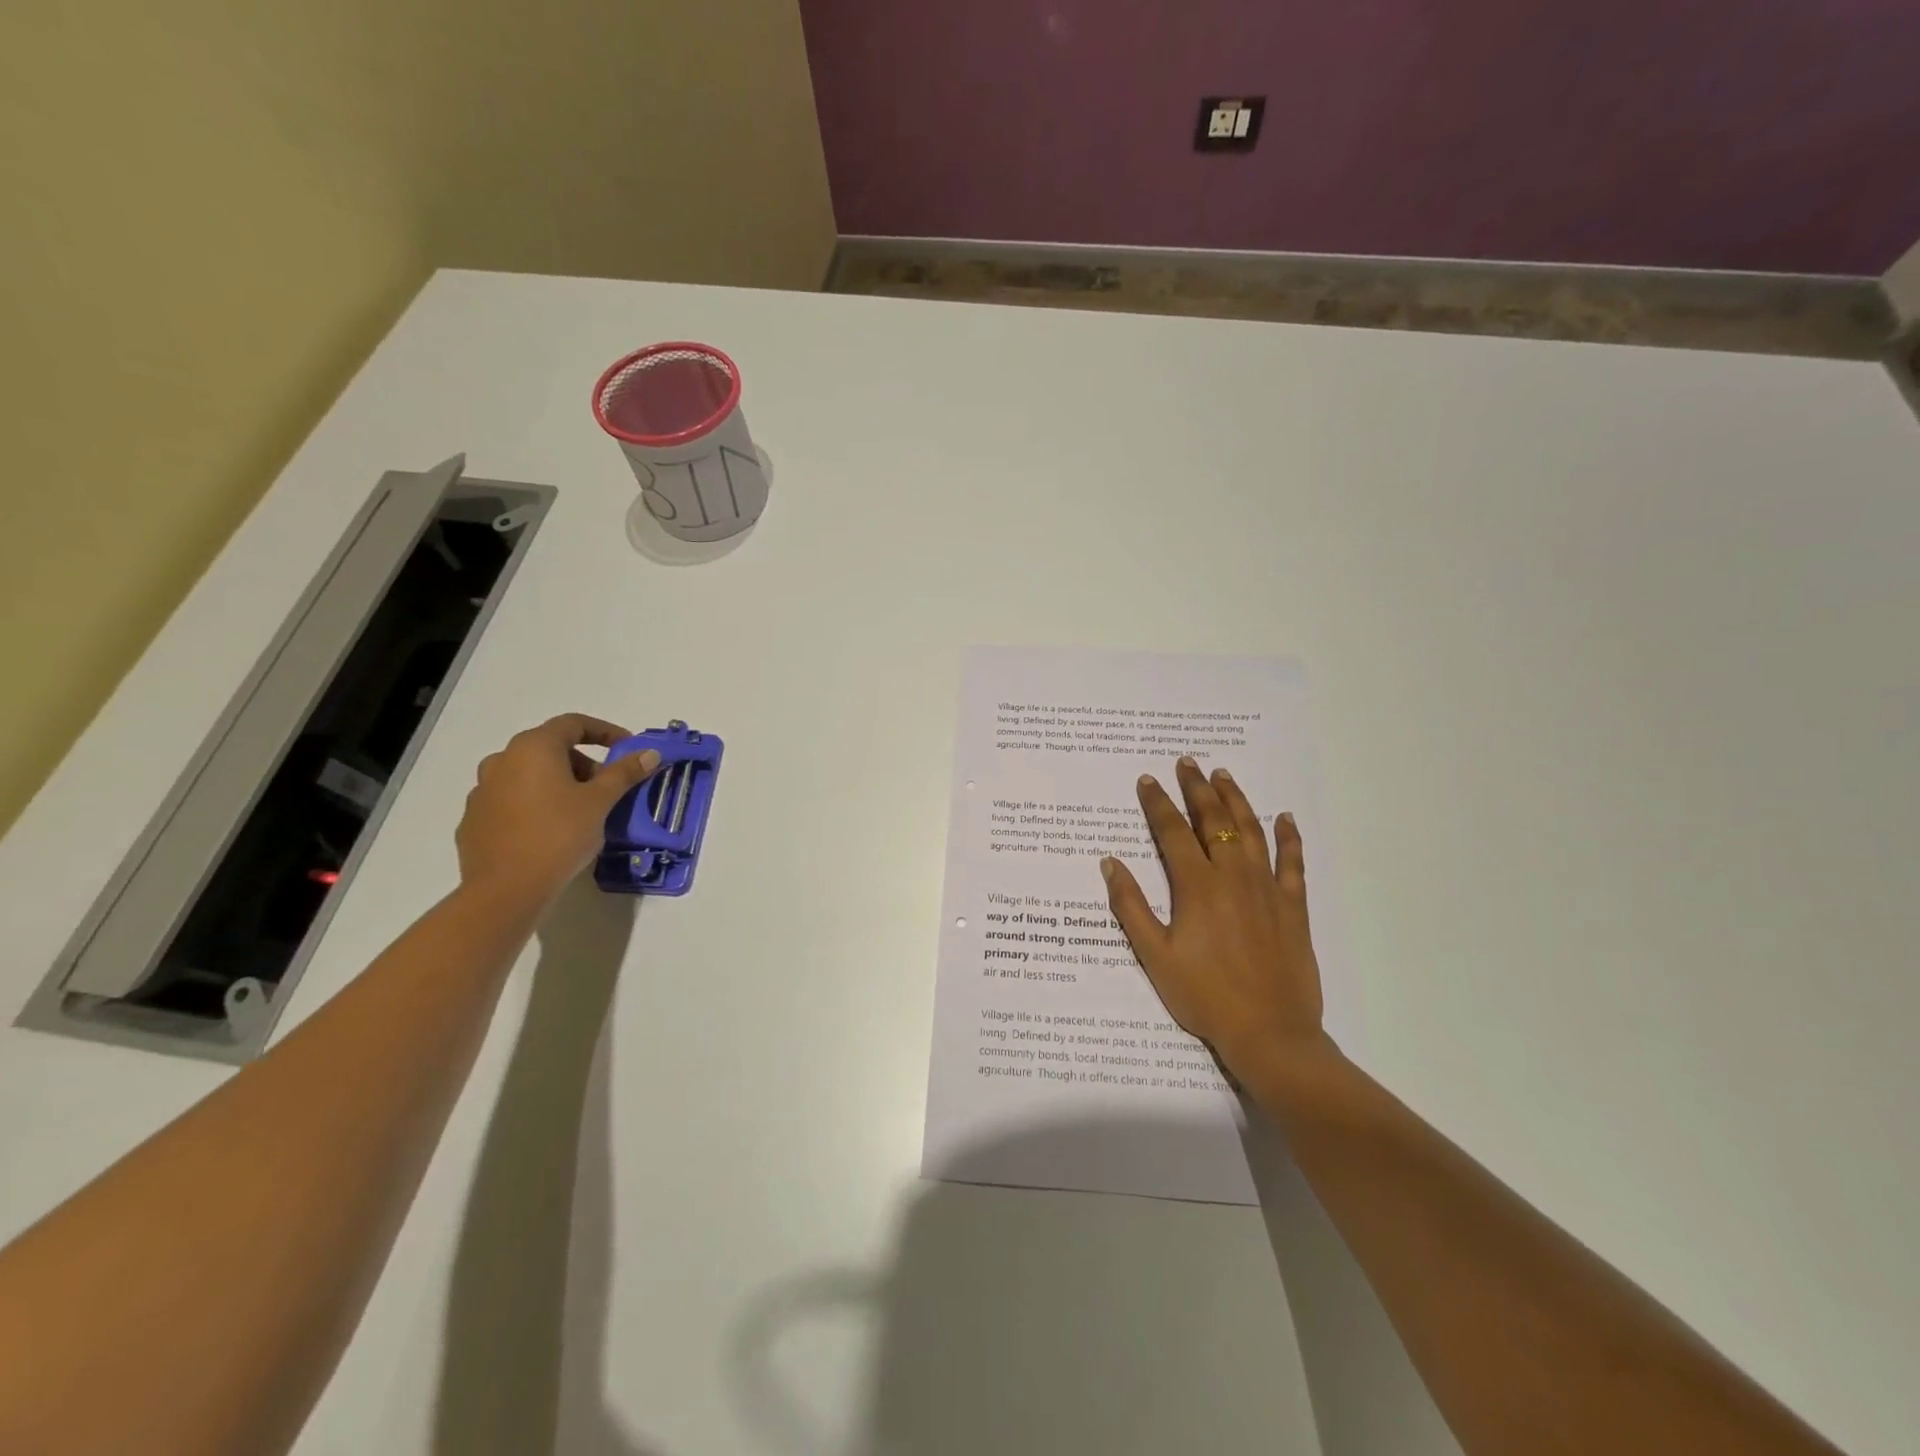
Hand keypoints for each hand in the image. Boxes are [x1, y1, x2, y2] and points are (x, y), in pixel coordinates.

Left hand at [456, 714, 660, 907]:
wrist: (505, 890)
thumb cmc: (559, 834)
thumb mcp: (600, 801)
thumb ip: (624, 773)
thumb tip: (649, 753)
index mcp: (533, 748)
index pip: (573, 723)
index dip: (605, 732)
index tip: (628, 749)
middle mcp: (502, 760)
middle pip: (550, 748)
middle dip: (583, 763)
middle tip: (606, 787)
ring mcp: (482, 791)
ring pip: (528, 775)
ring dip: (558, 783)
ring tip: (580, 811)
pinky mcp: (474, 820)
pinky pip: (511, 801)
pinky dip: (535, 805)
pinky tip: (550, 831)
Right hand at [1101, 756, 1335, 1087]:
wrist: (1269, 1033)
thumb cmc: (1204, 995)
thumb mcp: (1154, 955)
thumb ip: (1131, 906)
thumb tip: (1110, 862)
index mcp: (1197, 886)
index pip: (1172, 832)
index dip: (1157, 803)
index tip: (1147, 779)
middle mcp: (1232, 876)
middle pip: (1213, 820)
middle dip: (1197, 788)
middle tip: (1187, 763)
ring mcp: (1267, 888)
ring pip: (1251, 830)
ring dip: (1236, 800)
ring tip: (1223, 776)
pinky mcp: (1293, 906)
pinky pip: (1292, 862)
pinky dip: (1288, 837)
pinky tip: (1284, 817)